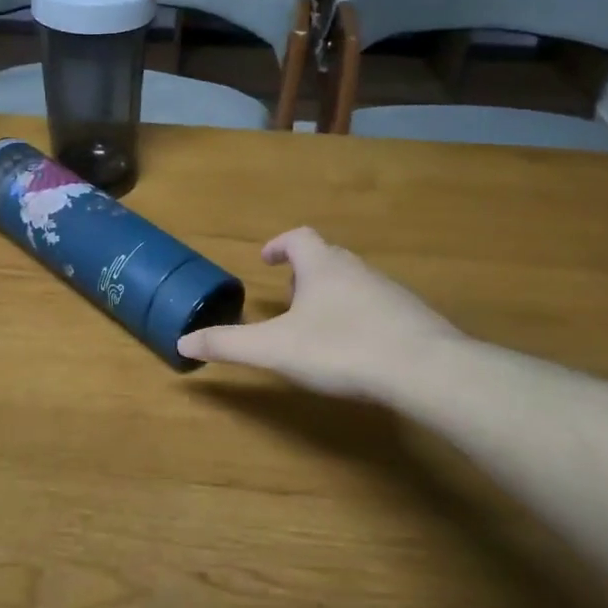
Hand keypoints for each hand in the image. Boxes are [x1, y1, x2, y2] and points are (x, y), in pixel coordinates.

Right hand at [176, 227, 460, 399]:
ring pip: (353, 281)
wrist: (424, 369)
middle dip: (304, 273)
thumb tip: (182, 342)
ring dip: (332, 294)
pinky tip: (357, 348)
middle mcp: (356, 268)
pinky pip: (378, 305)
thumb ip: (228, 344)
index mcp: (322, 266)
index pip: (297, 237)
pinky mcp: (412, 316)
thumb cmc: (341, 348)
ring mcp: (389, 291)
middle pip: (327, 257)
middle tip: (289, 297)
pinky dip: (359, 316)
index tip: (266, 260)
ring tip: (318, 326)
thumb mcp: (275, 349)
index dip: (279, 245)